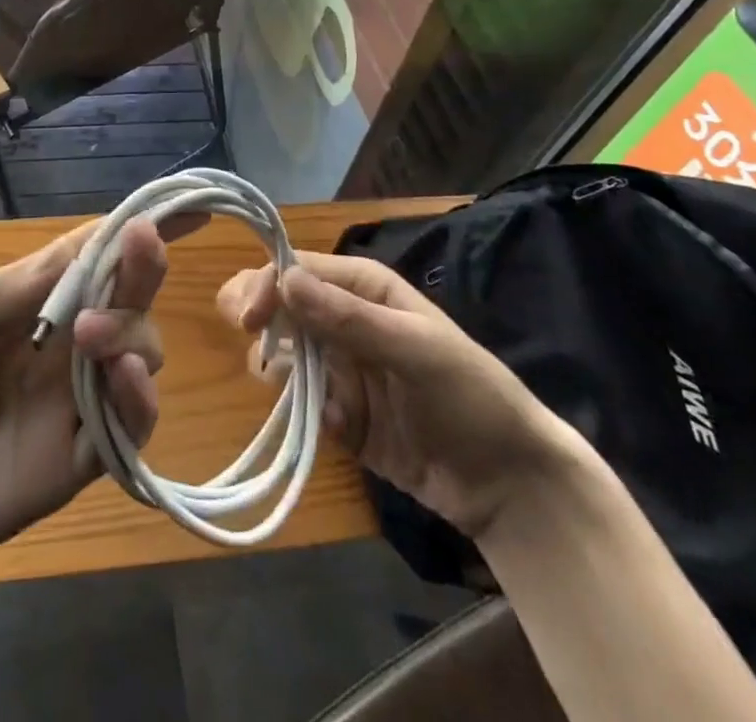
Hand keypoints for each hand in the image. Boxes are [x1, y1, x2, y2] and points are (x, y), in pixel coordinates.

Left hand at [0, 218, 166, 607]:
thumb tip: (68, 256)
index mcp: (19, 304)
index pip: (83, 254)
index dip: (126, 228)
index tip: (179, 206)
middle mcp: (57, 344)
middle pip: (122, 296)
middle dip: (141, 267)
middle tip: (146, 246)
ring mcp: (72, 401)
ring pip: (139, 350)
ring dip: (133, 330)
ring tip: (92, 336)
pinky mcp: (79, 459)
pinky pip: (130, 425)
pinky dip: (140, 398)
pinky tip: (124, 379)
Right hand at [218, 252, 579, 537]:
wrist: (510, 484)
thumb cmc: (470, 396)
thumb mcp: (414, 350)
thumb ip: (347, 317)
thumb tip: (283, 278)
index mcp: (363, 287)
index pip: (297, 269)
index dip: (265, 285)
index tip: (246, 319)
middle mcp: (343, 318)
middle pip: (280, 306)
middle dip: (259, 320)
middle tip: (251, 343)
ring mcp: (340, 367)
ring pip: (283, 353)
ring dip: (282, 371)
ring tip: (308, 396)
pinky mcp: (339, 412)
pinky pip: (302, 402)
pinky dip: (308, 413)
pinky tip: (341, 429)